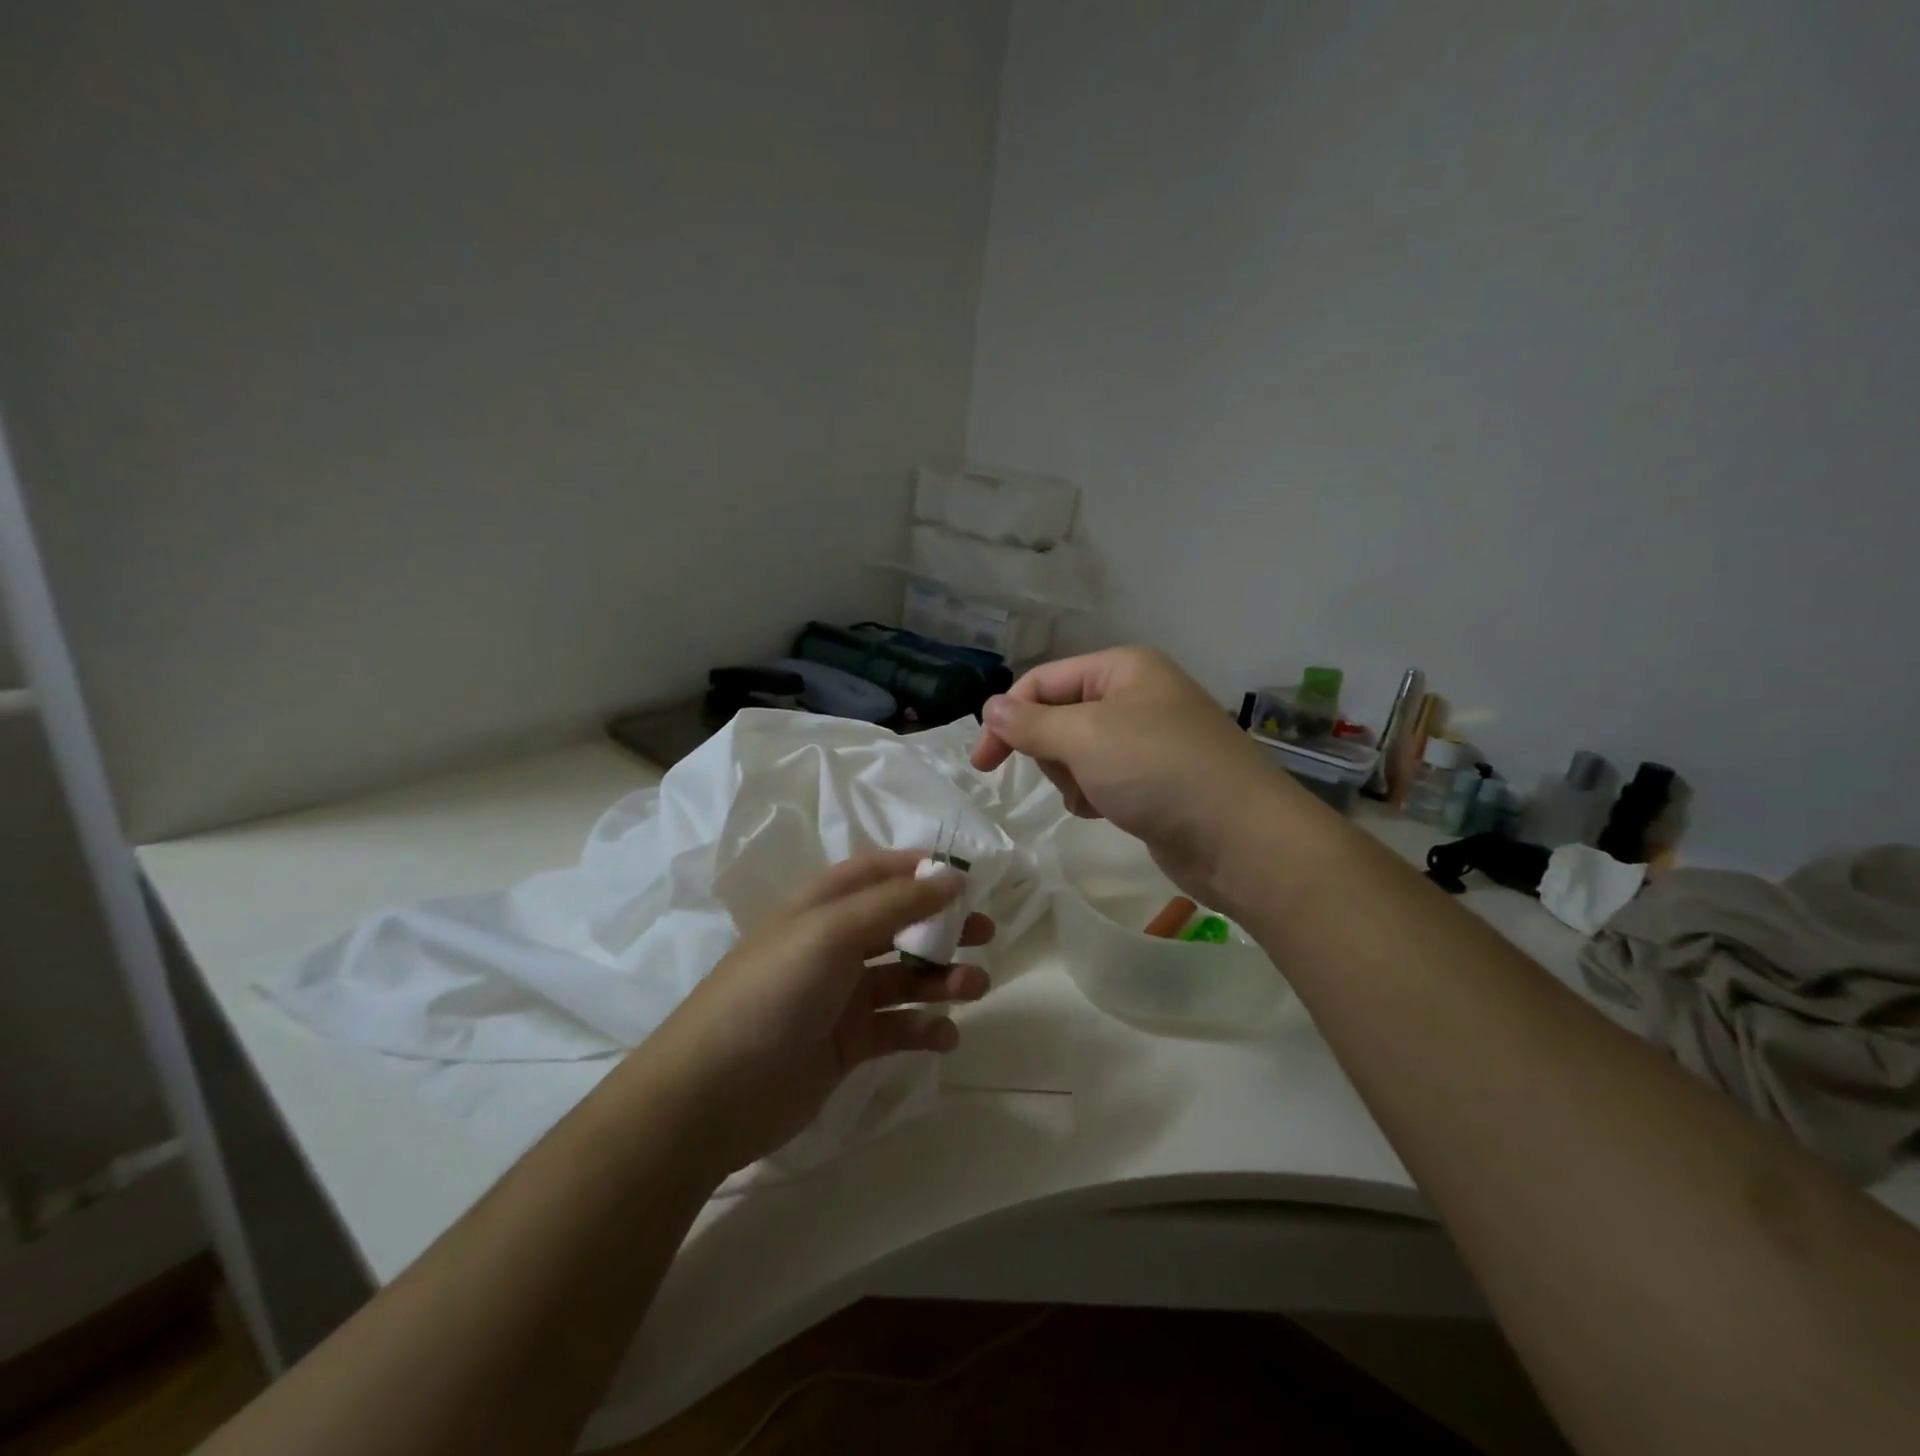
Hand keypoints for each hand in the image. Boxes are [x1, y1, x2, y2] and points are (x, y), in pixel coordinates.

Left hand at [643, 850, 992, 1175]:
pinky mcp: (847, 1044)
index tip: (966, 878)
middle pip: (899, 923)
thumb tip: (952, 876)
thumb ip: (896, 904)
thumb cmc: (773, 991)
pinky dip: (925, 1028)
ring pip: (905, 977)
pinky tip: (945, 1035)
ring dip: (942, 978)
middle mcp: (833, 944)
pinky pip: (897, 1028)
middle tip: (986, 933)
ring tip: (975, 987)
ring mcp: (840, 996)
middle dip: (943, 925)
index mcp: (822, 906)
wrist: (712, 1094)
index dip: (920, 870)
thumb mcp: (833, 932)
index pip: (877, 872)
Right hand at [972, 647, 1309, 908]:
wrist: (1240, 838)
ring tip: (1095, 796)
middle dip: (1051, 751)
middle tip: (1069, 774)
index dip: (1007, 717)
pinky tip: (1106, 812)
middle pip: (1059, 716)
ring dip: (1072, 777)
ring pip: (1077, 752)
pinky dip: (1094, 795)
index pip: (1043, 681)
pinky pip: (1101, 779)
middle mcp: (1136, 696)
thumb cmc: (1158, 771)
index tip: (982, 764)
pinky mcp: (1154, 780)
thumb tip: (990, 707)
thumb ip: (1030, 723)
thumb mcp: (1085, 737)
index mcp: (1123, 668)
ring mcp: (1148, 740)